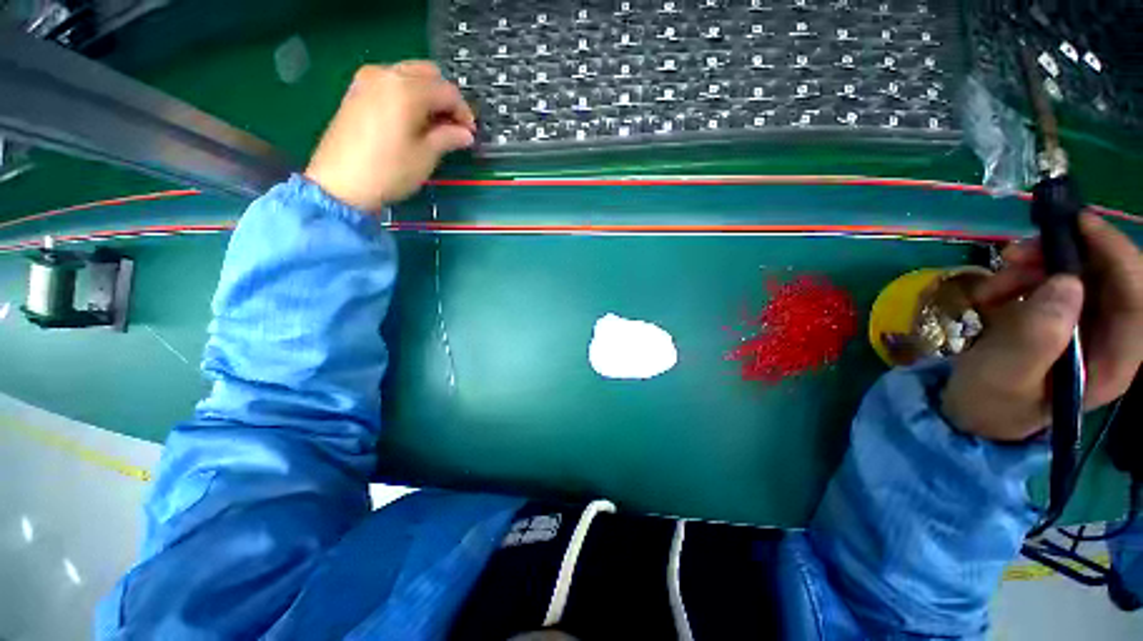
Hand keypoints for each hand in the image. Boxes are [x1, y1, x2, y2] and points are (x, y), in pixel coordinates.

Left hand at [304, 61, 475, 210]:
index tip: (470, 133)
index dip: (463, 112)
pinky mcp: (357, 91)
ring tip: (434, 125)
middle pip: (428, 74)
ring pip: (409, 75)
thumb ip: (448, 138)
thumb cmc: (389, 171)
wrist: (339, 183)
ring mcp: (368, 79)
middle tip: (453, 126)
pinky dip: (408, 94)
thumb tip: (466, 134)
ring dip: (427, 94)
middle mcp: (387, 74)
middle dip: (445, 98)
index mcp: (407, 89)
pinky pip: (391, 82)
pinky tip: (412, 119)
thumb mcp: (425, 156)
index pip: (447, 91)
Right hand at [942, 213, 1142, 440]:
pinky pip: (1055, 282)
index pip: (1138, 300)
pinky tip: (995, 291)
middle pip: (1109, 279)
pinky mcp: (1063, 318)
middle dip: (1065, 257)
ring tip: (993, 282)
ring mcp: (1088, 327)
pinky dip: (1024, 277)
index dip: (1118, 256)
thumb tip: (1066, 284)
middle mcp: (1111, 339)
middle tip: (1014, 254)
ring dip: (1036, 268)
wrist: (971, 411)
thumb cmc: (989, 402)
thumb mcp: (1004, 375)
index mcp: (1113, 362)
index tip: (1079, 225)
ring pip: (1080, 275)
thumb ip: (1036, 336)